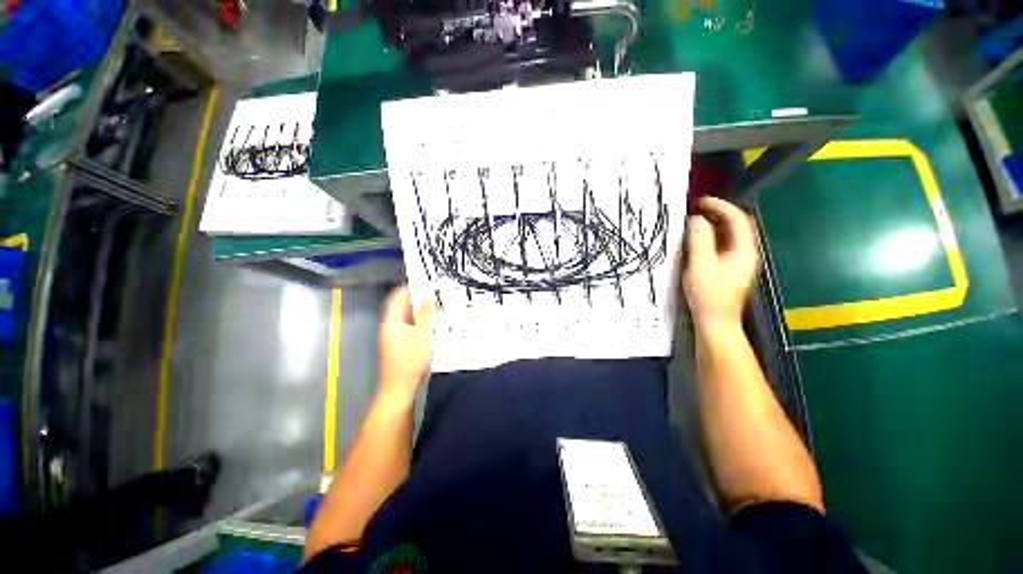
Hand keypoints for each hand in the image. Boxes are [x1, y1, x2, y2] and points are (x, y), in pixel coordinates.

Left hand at [378, 286, 435, 399]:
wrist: (399, 388)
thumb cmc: (410, 363)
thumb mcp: (423, 336)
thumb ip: (426, 315)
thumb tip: (427, 296)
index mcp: (391, 322)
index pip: (397, 297)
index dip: (410, 287)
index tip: (426, 283)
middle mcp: (389, 326)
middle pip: (401, 306)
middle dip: (418, 299)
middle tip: (435, 295)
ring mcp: (393, 336)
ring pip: (406, 316)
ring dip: (420, 311)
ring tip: (436, 308)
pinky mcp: (399, 344)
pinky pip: (409, 326)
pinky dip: (419, 322)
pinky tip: (431, 325)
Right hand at [683, 197, 760, 327]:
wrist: (716, 321)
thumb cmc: (708, 294)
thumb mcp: (701, 265)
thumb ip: (699, 240)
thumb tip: (696, 219)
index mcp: (743, 250)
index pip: (737, 219)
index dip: (721, 206)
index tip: (701, 201)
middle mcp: (746, 253)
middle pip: (736, 226)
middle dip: (717, 213)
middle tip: (695, 209)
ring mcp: (739, 262)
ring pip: (729, 236)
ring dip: (713, 225)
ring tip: (694, 221)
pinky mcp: (730, 269)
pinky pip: (723, 246)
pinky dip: (711, 237)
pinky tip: (697, 240)